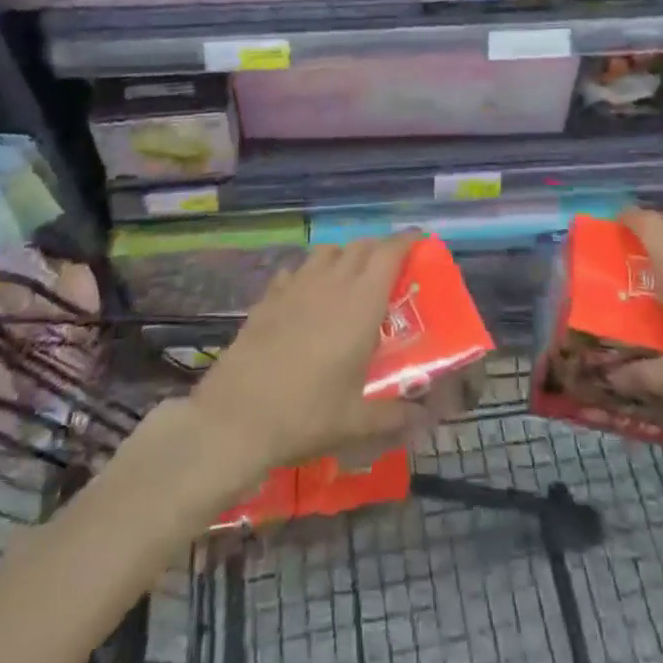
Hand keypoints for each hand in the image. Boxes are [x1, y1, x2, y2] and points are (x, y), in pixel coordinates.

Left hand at [189, 236, 415, 473]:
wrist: (237, 416)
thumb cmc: (307, 413)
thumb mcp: (358, 421)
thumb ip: (396, 414)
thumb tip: (425, 418)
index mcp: (361, 302)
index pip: (390, 252)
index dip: (407, 241)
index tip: (420, 242)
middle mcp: (332, 282)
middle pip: (361, 246)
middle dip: (379, 249)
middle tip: (390, 269)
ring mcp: (297, 285)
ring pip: (327, 251)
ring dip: (344, 255)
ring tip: (349, 277)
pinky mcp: (269, 296)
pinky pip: (295, 270)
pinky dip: (308, 273)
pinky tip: (307, 295)